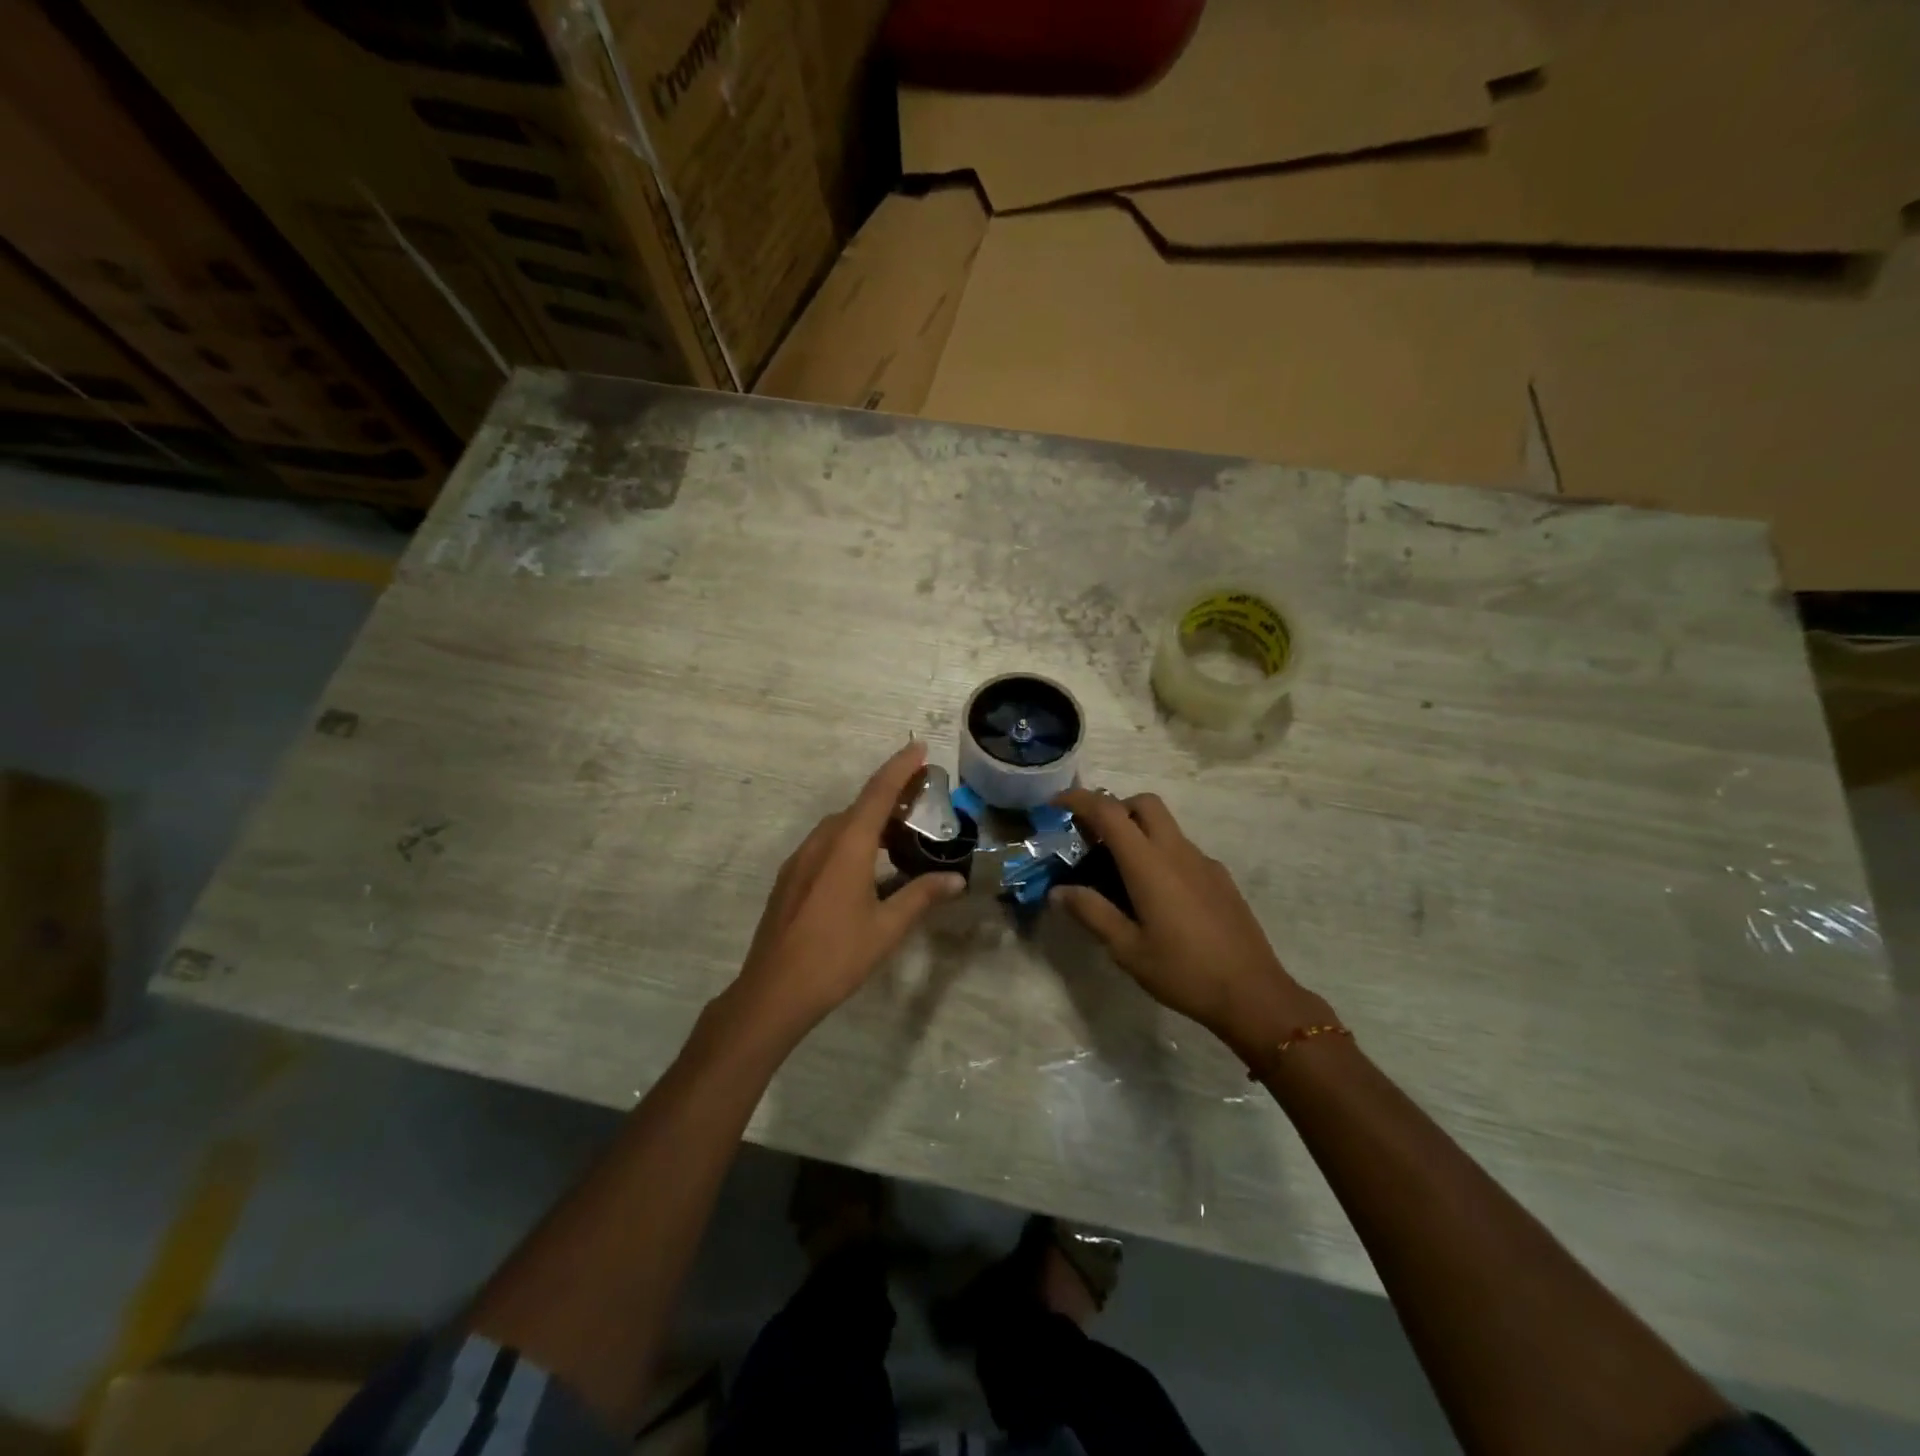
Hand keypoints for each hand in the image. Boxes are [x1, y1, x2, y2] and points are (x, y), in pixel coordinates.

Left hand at [728, 742, 964, 1042]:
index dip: (899, 767)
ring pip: (839, 826)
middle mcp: (821, 842)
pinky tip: (864, 866)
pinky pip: (825, 844)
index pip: (878, 793)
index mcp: (847, 845)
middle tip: (920, 800)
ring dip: (868, 820)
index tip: (919, 748)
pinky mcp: (790, 878)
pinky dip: (850, 839)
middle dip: (889, 796)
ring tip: (898, 834)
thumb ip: (921, 896)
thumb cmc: (836, 956)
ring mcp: (800, 859)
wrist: (774, 991)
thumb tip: (956, 879)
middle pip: (858, 806)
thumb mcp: (887, 927)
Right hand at [1051, 789, 1331, 1059]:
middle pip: (1144, 803)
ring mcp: (1203, 862)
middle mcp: (1177, 851)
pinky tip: (1157, 896)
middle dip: (1114, 807)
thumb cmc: (1183, 972)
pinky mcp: (1220, 878)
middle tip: (1093, 836)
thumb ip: (1092, 913)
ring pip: (1166, 825)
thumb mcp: (1127, 949)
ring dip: (1138, 830)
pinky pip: (1182, 850)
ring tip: (1119, 871)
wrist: (1253, 994)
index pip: (1109, 812)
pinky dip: (1160, 853)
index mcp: (1149, 864)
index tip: (1056, 804)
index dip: (1079, 799)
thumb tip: (1059, 891)